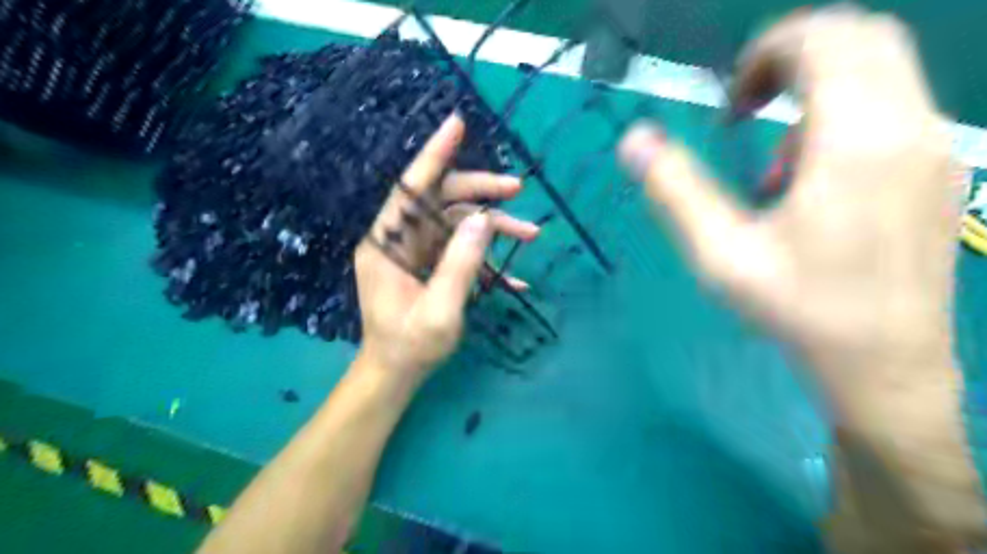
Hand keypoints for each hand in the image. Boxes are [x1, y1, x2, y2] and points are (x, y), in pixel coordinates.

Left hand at [355, 114, 536, 381]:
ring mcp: (415, 252)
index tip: (457, 124)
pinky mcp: (430, 265)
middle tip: (517, 191)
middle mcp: (399, 240)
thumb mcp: (440, 311)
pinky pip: (461, 248)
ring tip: (530, 236)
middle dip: (480, 193)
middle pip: (441, 200)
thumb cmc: (411, 347)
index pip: (410, 188)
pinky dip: (486, 257)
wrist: (397, 374)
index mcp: (387, 245)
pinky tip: (514, 275)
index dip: (434, 154)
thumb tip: (484, 220)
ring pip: (457, 222)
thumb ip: (461, 265)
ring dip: (493, 227)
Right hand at [620, 4, 960, 405]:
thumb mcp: (722, 254)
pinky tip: (810, 181)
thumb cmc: (799, 310)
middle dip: (792, 58)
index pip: (824, 40)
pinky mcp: (937, 169)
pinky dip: (841, 115)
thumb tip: (633, 141)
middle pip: (861, 37)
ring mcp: (933, 147)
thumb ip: (675, 190)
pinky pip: (892, 106)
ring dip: (816, 91)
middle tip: (746, 110)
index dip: (765, 53)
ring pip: (881, 69)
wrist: (886, 365)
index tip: (729, 106)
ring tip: (773, 164)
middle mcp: (908, 126)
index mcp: (855, 140)